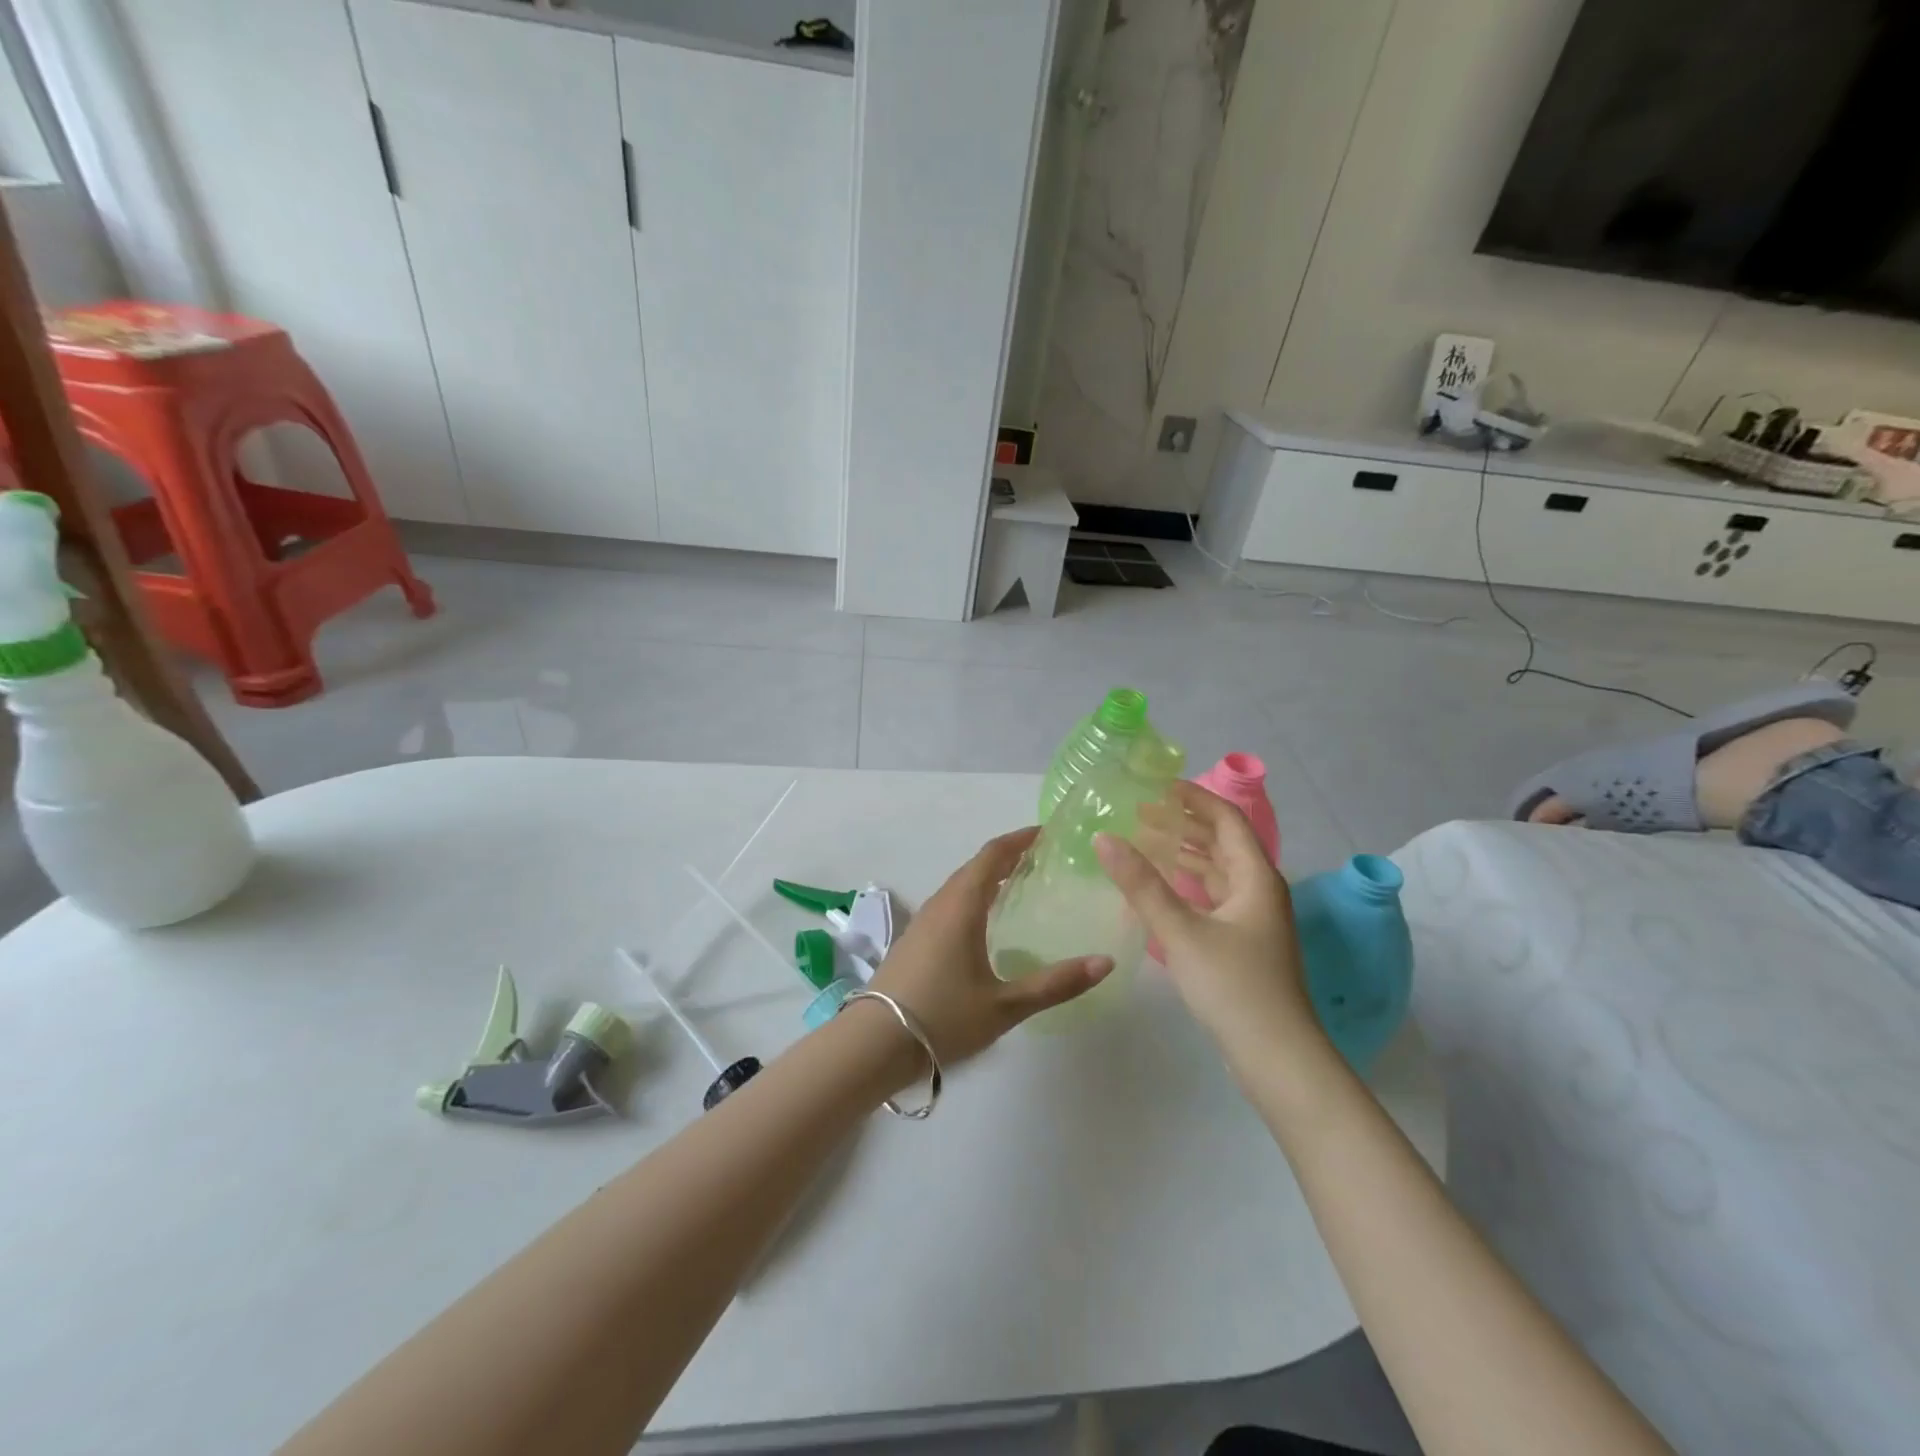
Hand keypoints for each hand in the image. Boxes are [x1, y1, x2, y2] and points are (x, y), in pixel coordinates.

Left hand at [867, 828, 1112, 1064]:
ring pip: (959, 886)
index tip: (1046, 832)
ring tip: (1018, 885)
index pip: (992, 856)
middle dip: (1007, 856)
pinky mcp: (913, 941)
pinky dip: (973, 897)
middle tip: (1042, 859)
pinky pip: (949, 904)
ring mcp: (922, 922)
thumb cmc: (943, 1017)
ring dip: (987, 877)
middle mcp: (940, 905)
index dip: (1019, 839)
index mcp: (961, 906)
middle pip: (975, 867)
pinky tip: (984, 923)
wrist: (873, 1044)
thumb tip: (1105, 962)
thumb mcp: (1005, 1005)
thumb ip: (1056, 984)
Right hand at [1096, 783, 1321, 1061]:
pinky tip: (1161, 890)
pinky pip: (1213, 897)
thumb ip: (1141, 884)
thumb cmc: (1233, 986)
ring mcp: (1254, 920)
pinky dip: (1187, 885)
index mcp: (1255, 878)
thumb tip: (1104, 838)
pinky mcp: (1244, 944)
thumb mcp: (1181, 932)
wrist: (1276, 1057)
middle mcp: (1259, 891)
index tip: (1158, 785)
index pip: (1226, 819)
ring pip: (1217, 872)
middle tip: (1141, 813)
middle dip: (1184, 824)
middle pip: (1222, 843)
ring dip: (1184, 854)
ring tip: (1144, 842)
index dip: (1195, 797)